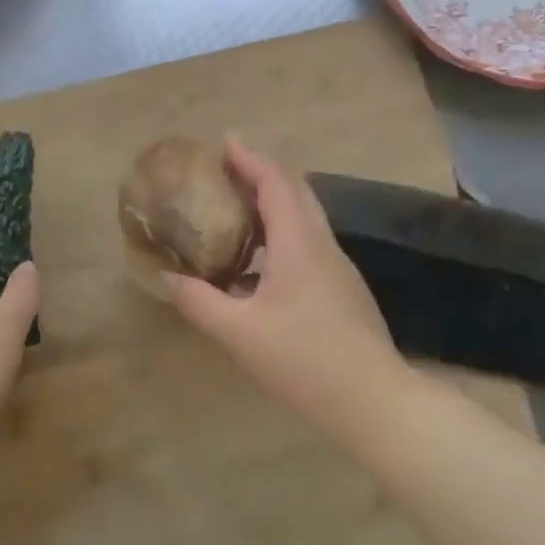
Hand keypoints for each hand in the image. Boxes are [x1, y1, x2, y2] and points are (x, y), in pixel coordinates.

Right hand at [164, 137, 406, 434]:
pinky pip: (308, 242)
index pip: (276, 182)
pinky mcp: (342, 288)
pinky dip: (281, 231)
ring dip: (273, 201)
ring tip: (236, 208)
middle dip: (261, 172)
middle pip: (295, 190)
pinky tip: (258, 262)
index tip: (223, 143)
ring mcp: (337, 266)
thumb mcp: (239, 333)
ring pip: (305, 216)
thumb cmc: (304, 361)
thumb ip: (200, 301)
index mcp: (299, 244)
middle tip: (226, 170)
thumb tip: (169, 277)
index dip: (250, 158)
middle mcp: (322, 244)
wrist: (374, 401)